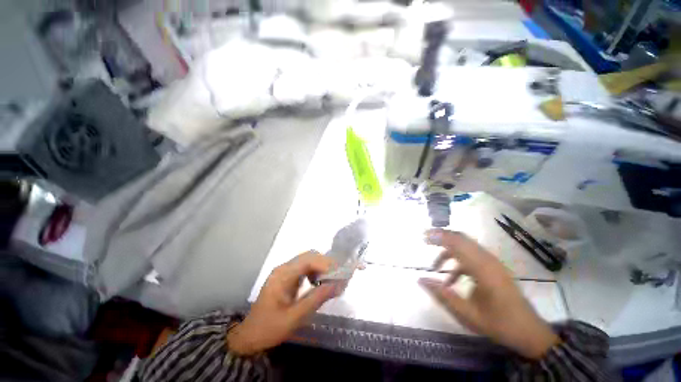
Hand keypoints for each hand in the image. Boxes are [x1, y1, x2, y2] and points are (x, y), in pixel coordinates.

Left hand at [227, 251, 340, 355]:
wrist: (249, 336)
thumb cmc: (269, 328)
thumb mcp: (294, 317)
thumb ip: (316, 299)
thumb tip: (338, 284)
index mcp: (283, 275)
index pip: (308, 260)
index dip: (326, 264)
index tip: (340, 275)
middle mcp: (284, 268)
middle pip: (310, 256)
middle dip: (326, 264)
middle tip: (338, 278)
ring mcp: (285, 271)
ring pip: (309, 260)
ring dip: (322, 267)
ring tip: (331, 281)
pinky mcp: (287, 276)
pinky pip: (305, 268)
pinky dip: (316, 272)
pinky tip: (319, 283)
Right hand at [418, 229, 559, 359]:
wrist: (530, 332)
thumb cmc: (499, 324)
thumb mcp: (467, 314)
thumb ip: (442, 295)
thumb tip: (421, 279)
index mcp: (483, 269)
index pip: (457, 244)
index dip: (439, 237)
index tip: (423, 236)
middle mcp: (488, 261)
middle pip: (462, 239)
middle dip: (442, 237)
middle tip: (425, 240)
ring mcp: (493, 263)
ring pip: (466, 247)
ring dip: (449, 251)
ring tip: (435, 266)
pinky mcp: (494, 268)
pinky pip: (472, 257)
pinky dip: (458, 262)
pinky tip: (450, 279)